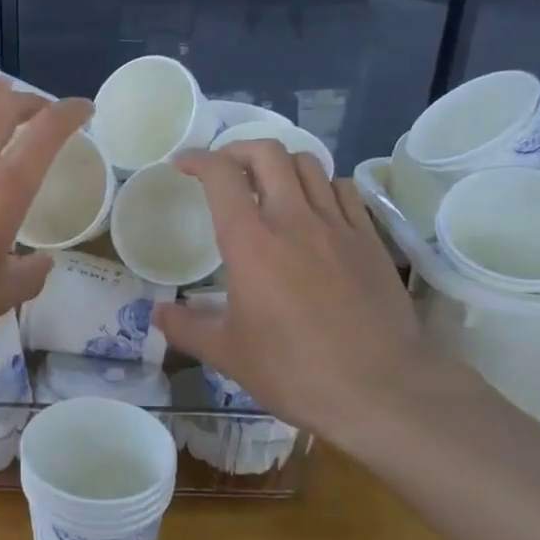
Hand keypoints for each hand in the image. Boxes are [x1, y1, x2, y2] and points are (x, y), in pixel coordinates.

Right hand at [152, 141, 479, 458]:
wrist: (381, 389)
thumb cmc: (294, 370)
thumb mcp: (228, 353)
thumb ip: (186, 327)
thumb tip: (157, 314)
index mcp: (250, 242)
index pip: (221, 175)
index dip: (197, 159)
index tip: (183, 165)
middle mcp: (293, 219)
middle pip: (267, 153)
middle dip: (238, 149)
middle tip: (224, 170)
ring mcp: (338, 225)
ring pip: (309, 164)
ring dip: (281, 164)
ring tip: (268, 184)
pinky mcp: (370, 239)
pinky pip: (345, 189)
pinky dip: (322, 185)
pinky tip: (315, 208)